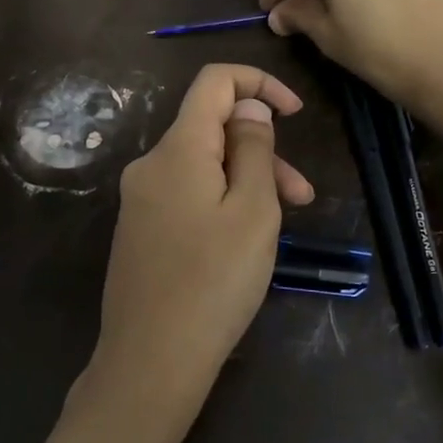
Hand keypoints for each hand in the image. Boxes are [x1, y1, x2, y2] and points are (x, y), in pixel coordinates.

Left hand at [87, 65, 313, 421]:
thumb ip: (254, 148)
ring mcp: (140, 198)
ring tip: (284, 223)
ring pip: (202, 165)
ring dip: (246, 181)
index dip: (259, 83)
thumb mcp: (253, 210)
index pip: (214, 81)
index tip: (295, 113)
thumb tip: (248, 106)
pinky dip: (220, 201)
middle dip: (261, 149)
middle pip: (211, 129)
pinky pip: (186, 194)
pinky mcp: (139, 228)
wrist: (150, 360)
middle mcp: (150, 163)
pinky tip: (242, 240)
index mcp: (177, 149)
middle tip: (302, 195)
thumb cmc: (213, 282)